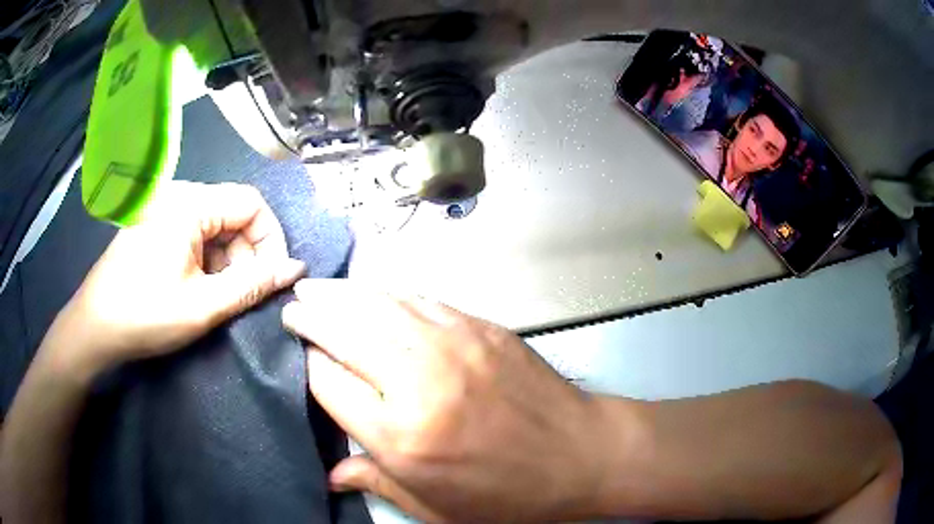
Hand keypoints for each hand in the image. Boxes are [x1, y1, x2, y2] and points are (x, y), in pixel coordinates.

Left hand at [46, 182, 305, 380]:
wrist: (95, 326)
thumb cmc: (145, 315)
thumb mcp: (203, 306)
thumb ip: (252, 285)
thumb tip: (295, 269)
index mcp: (189, 204)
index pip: (251, 203)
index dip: (270, 239)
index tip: (274, 278)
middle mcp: (179, 196)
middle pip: (233, 214)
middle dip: (247, 254)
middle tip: (245, 295)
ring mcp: (165, 209)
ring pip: (215, 226)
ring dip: (227, 261)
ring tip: (219, 297)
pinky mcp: (157, 225)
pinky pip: (195, 234)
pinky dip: (207, 260)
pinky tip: (199, 287)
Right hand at [282, 280, 611, 521]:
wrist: (582, 455)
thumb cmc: (509, 496)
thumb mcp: (436, 508)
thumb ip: (377, 482)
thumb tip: (331, 473)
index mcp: (401, 435)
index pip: (327, 382)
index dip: (307, 366)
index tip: (299, 359)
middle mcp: (418, 380)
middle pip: (344, 331)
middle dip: (311, 316)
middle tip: (292, 307)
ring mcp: (453, 345)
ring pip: (379, 305)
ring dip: (342, 294)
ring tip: (317, 289)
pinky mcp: (481, 328)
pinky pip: (420, 301)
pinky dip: (388, 294)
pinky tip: (373, 294)